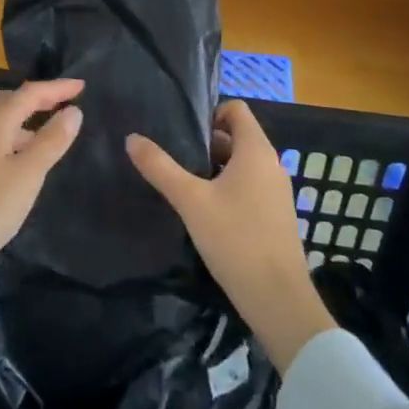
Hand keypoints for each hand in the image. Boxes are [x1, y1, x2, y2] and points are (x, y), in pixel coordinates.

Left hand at [0, 79, 83, 304]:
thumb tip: (73, 111)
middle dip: (37, 98)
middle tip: (64, 104)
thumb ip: (50, 142)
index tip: (83, 85)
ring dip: (25, 121)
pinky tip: (22, 163)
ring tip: (50, 134)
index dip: (57, 88)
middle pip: (9, 102)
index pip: (29, 94)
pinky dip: (14, 140)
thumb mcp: (26, 176)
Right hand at [127, 99, 336, 371]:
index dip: (210, 112)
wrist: (277, 299)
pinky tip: (204, 211)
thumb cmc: (235, 239)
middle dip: (206, 143)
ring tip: (183, 183)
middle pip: (237, 137)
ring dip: (214, 167)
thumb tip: (131, 138)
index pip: (237, 110)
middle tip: (174, 157)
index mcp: (256, 152)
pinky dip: (227, 188)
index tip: (183, 132)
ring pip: (241, 165)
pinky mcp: (275, 216)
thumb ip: (160, 167)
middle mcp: (272, 165)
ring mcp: (276, 192)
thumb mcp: (190, 201)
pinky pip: (249, 187)